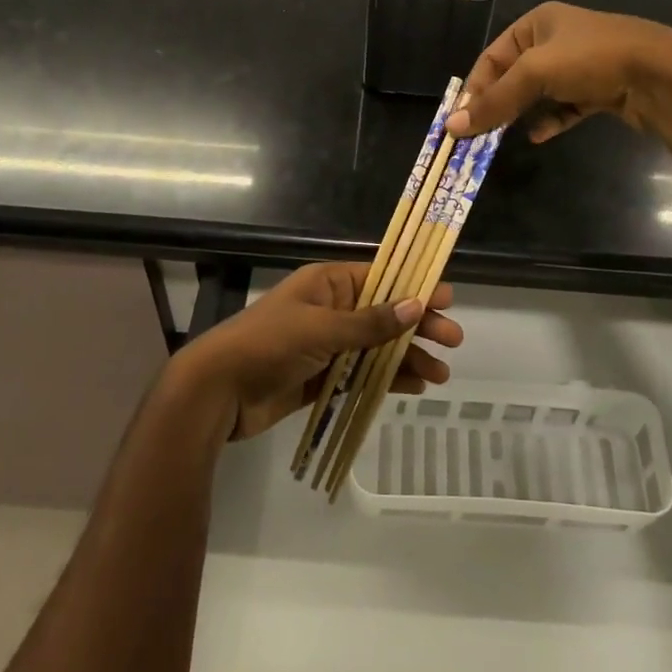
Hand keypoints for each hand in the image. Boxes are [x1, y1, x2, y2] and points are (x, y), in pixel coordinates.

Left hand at [170, 263, 460, 441]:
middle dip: (418, 326)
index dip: (414, 286)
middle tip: (453, 340)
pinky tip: (414, 387)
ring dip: (407, 358)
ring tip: (440, 375)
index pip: (381, 278)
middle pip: (384, 314)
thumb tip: (416, 305)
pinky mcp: (321, 378)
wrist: (218, 392)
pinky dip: (386, 379)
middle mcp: (330, 310)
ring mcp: (326, 346)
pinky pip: (362, 374)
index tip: (447, 298)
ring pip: (377, 347)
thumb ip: (370, 322)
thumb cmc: (268, 345)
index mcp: (327, 284)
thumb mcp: (321, 328)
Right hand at [446, 1, 671, 142]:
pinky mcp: (599, 90)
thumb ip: (494, 101)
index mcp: (538, 23)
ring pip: (539, 93)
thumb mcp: (534, 74)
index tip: (460, 119)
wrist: (661, 74)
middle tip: (476, 134)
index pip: (492, 56)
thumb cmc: (591, 59)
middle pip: (514, 75)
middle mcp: (558, 40)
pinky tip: (538, 136)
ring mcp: (581, 66)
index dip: (474, 87)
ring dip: (520, 114)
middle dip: (496, 103)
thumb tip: (452, 127)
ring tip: (501, 138)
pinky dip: (551, 120)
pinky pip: (565, 107)